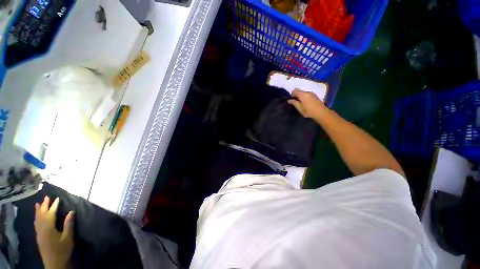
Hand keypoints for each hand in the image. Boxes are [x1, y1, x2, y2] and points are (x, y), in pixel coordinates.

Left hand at [35, 196, 73, 268]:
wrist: (54, 263)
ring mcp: (39, 233)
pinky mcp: (38, 236)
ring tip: (38, 203)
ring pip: (37, 219)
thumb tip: (71, 211)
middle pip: (42, 215)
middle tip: (46, 197)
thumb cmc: (63, 250)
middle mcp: (42, 228)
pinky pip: (36, 224)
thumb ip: (68, 224)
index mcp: (49, 228)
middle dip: (44, 205)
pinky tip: (36, 216)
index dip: (54, 206)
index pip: (51, 214)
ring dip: (38, 210)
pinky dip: (36, 218)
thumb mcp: (68, 238)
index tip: (57, 198)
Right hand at [287, 89, 326, 117]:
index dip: (292, 94)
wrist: (321, 113)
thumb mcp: (300, 108)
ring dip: (301, 96)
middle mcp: (307, 92)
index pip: (295, 90)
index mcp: (302, 94)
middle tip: (295, 102)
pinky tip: (306, 103)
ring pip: (304, 93)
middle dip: (297, 95)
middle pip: (300, 91)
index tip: (291, 99)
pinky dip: (305, 97)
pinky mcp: (315, 96)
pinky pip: (308, 95)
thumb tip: (289, 100)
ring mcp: (312, 94)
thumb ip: (294, 103)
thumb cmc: (308, 111)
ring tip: (301, 103)